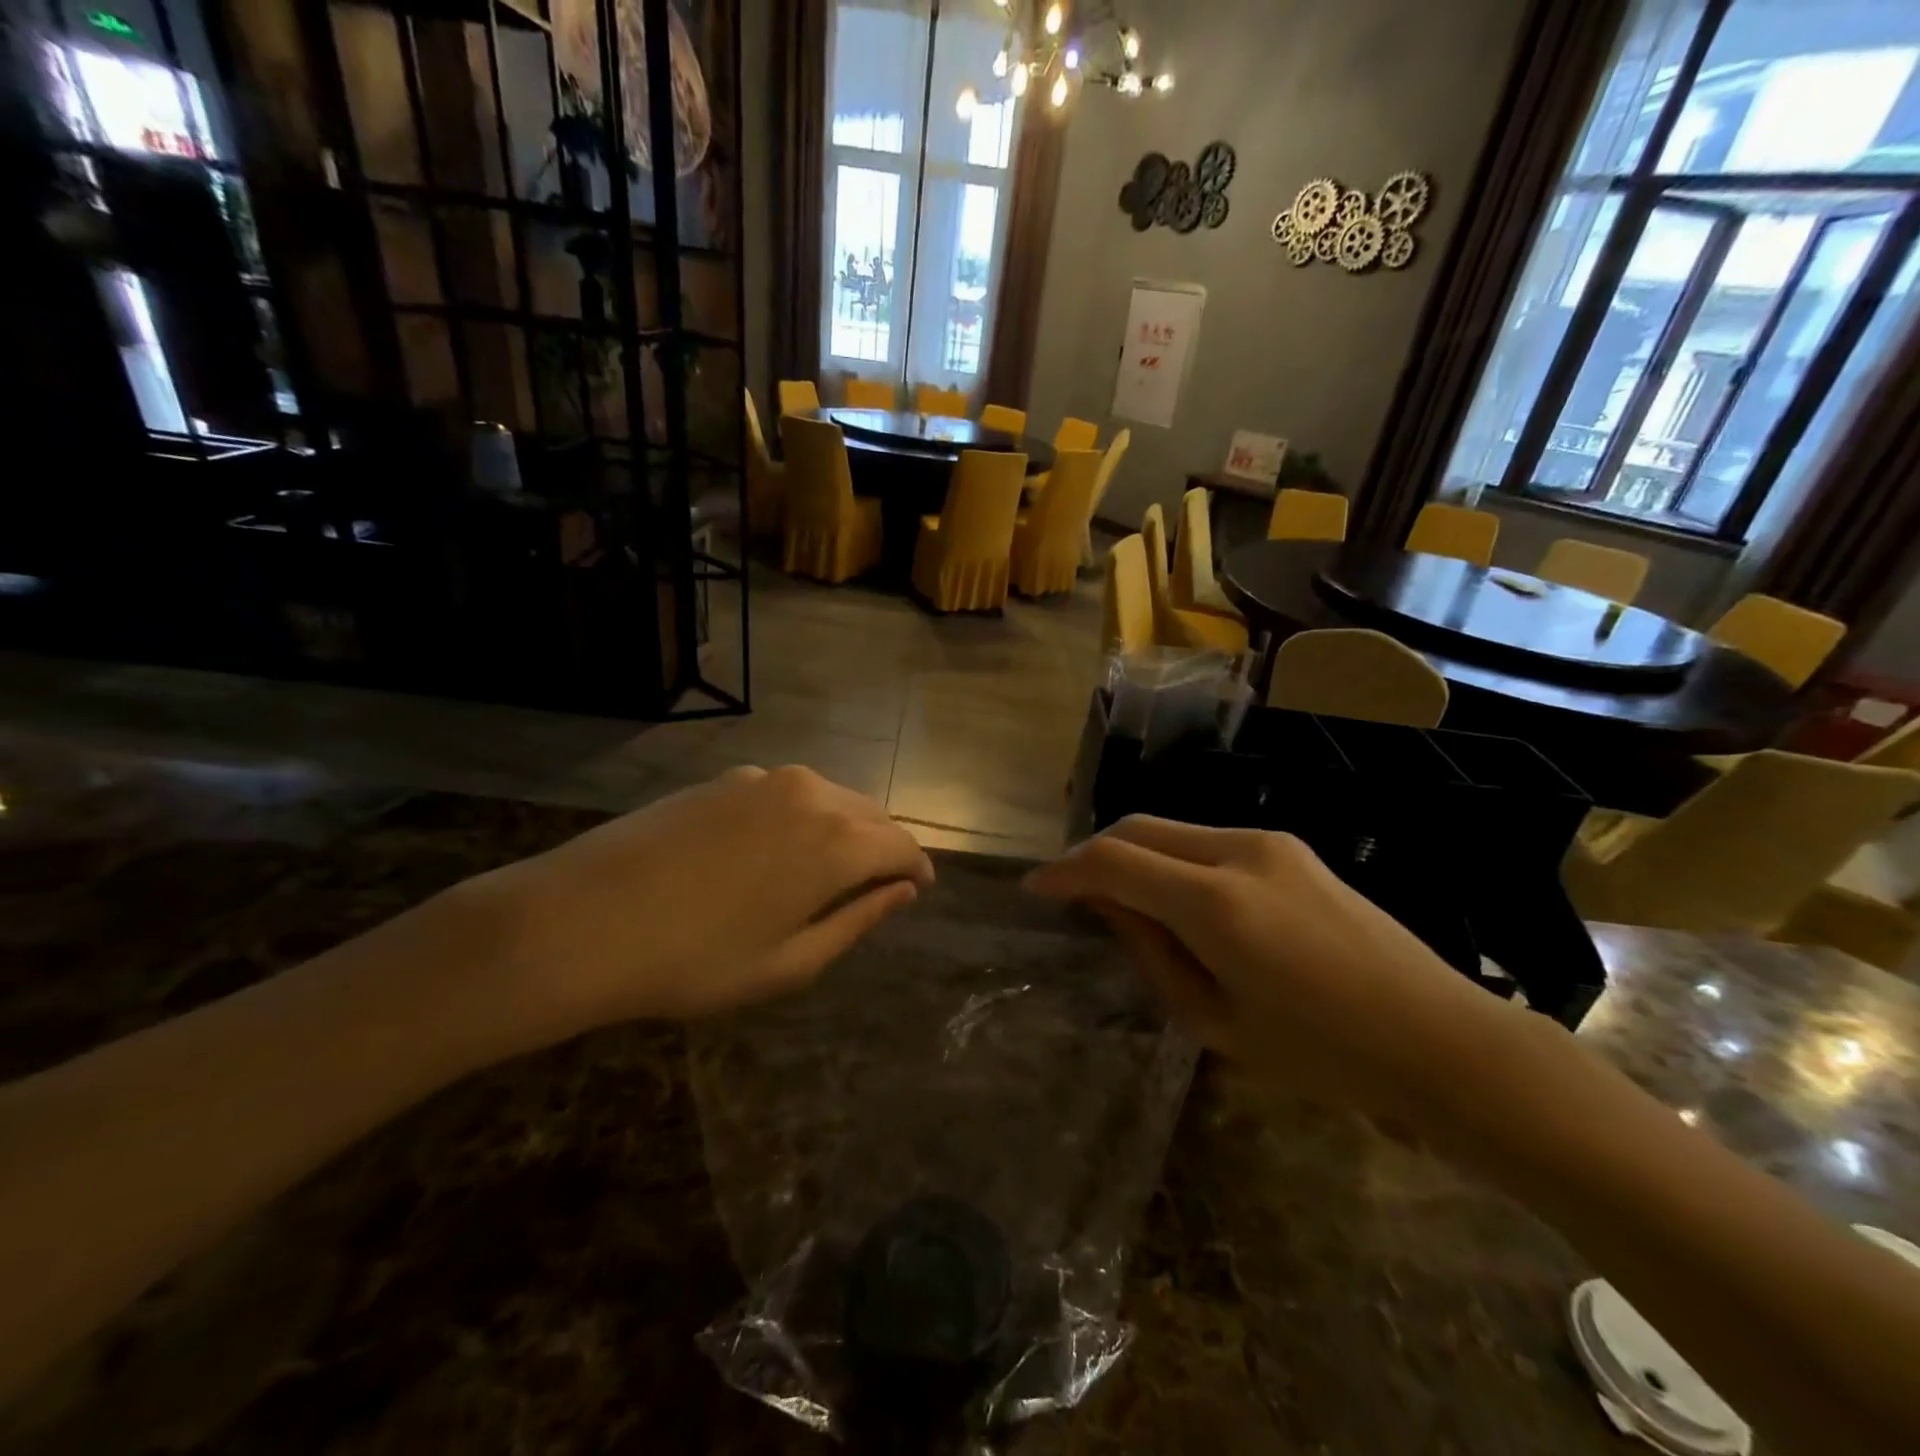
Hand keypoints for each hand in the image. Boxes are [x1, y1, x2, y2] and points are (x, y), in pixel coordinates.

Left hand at [439, 766, 933, 1051]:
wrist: (581, 921)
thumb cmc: (695, 961)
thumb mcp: (790, 963)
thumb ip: (857, 920)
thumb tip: (903, 891)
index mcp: (837, 842)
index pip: (902, 845)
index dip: (917, 867)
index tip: (919, 888)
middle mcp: (811, 795)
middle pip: (870, 813)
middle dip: (884, 845)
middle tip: (878, 884)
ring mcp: (764, 779)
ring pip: (830, 797)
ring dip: (844, 828)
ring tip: (829, 869)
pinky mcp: (726, 778)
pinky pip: (788, 792)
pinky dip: (802, 816)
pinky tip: (774, 849)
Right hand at [1025, 817, 1515, 1123]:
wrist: (1438, 1038)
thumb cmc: (1322, 1055)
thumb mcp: (1215, 1020)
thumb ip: (1150, 951)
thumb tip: (1105, 904)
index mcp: (1217, 903)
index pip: (1114, 862)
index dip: (1065, 871)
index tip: (1035, 889)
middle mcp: (1239, 851)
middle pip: (1139, 829)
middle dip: (1094, 854)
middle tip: (1069, 892)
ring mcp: (1269, 842)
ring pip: (1172, 830)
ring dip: (1134, 855)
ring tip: (1119, 900)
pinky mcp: (1289, 848)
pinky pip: (1207, 841)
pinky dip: (1172, 860)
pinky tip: (1174, 898)